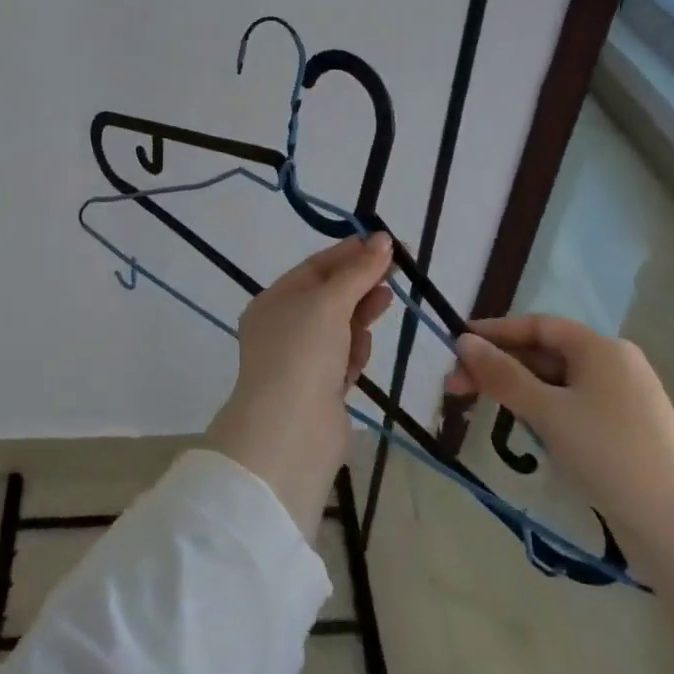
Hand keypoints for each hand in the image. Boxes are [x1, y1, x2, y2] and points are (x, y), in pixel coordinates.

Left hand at [204, 234, 393, 534]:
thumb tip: (382, 239)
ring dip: (360, 317)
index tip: (387, 243)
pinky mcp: (321, 389)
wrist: (290, 434)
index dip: (351, 253)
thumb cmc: (303, 354)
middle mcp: (283, 327)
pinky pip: (344, 358)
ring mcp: (301, 360)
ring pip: (340, 327)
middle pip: (330, 295)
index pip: (316, 267)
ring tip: (384, 302)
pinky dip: (355, 353)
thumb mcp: (328, 302)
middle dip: (361, 282)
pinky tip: (359, 356)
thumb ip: (357, 271)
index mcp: (274, 301)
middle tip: (399, 269)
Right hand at [444, 314, 673, 535]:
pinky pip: (573, 408)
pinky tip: (528, 433)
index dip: (495, 332)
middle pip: (545, 354)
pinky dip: (544, 413)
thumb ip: (503, 375)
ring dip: (519, 392)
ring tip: (485, 410)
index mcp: (601, 348)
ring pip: (557, 384)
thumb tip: (463, 341)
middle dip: (500, 367)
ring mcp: (623, 402)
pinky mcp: (627, 434)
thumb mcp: (548, 412)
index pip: (538, 326)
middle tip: (456, 388)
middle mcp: (614, 366)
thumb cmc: (610, 454)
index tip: (456, 346)